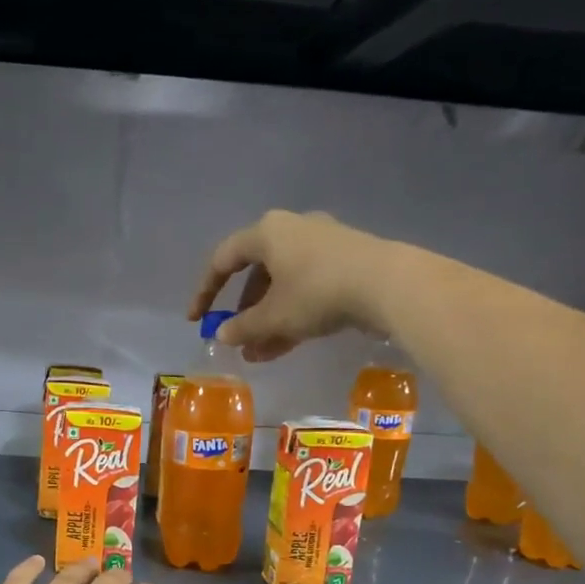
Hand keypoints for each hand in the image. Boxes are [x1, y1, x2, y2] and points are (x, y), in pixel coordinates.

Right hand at [191, 210, 401, 361]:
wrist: (387, 285)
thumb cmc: (317, 293)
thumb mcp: (273, 316)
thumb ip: (242, 327)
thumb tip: (222, 334)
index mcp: (267, 233)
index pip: (223, 260)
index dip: (205, 292)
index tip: (197, 321)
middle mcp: (292, 230)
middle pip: (256, 273)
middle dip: (243, 311)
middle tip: (234, 337)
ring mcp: (322, 246)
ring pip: (282, 286)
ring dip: (266, 320)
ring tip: (257, 353)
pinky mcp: (345, 263)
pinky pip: (306, 290)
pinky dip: (291, 315)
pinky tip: (283, 347)